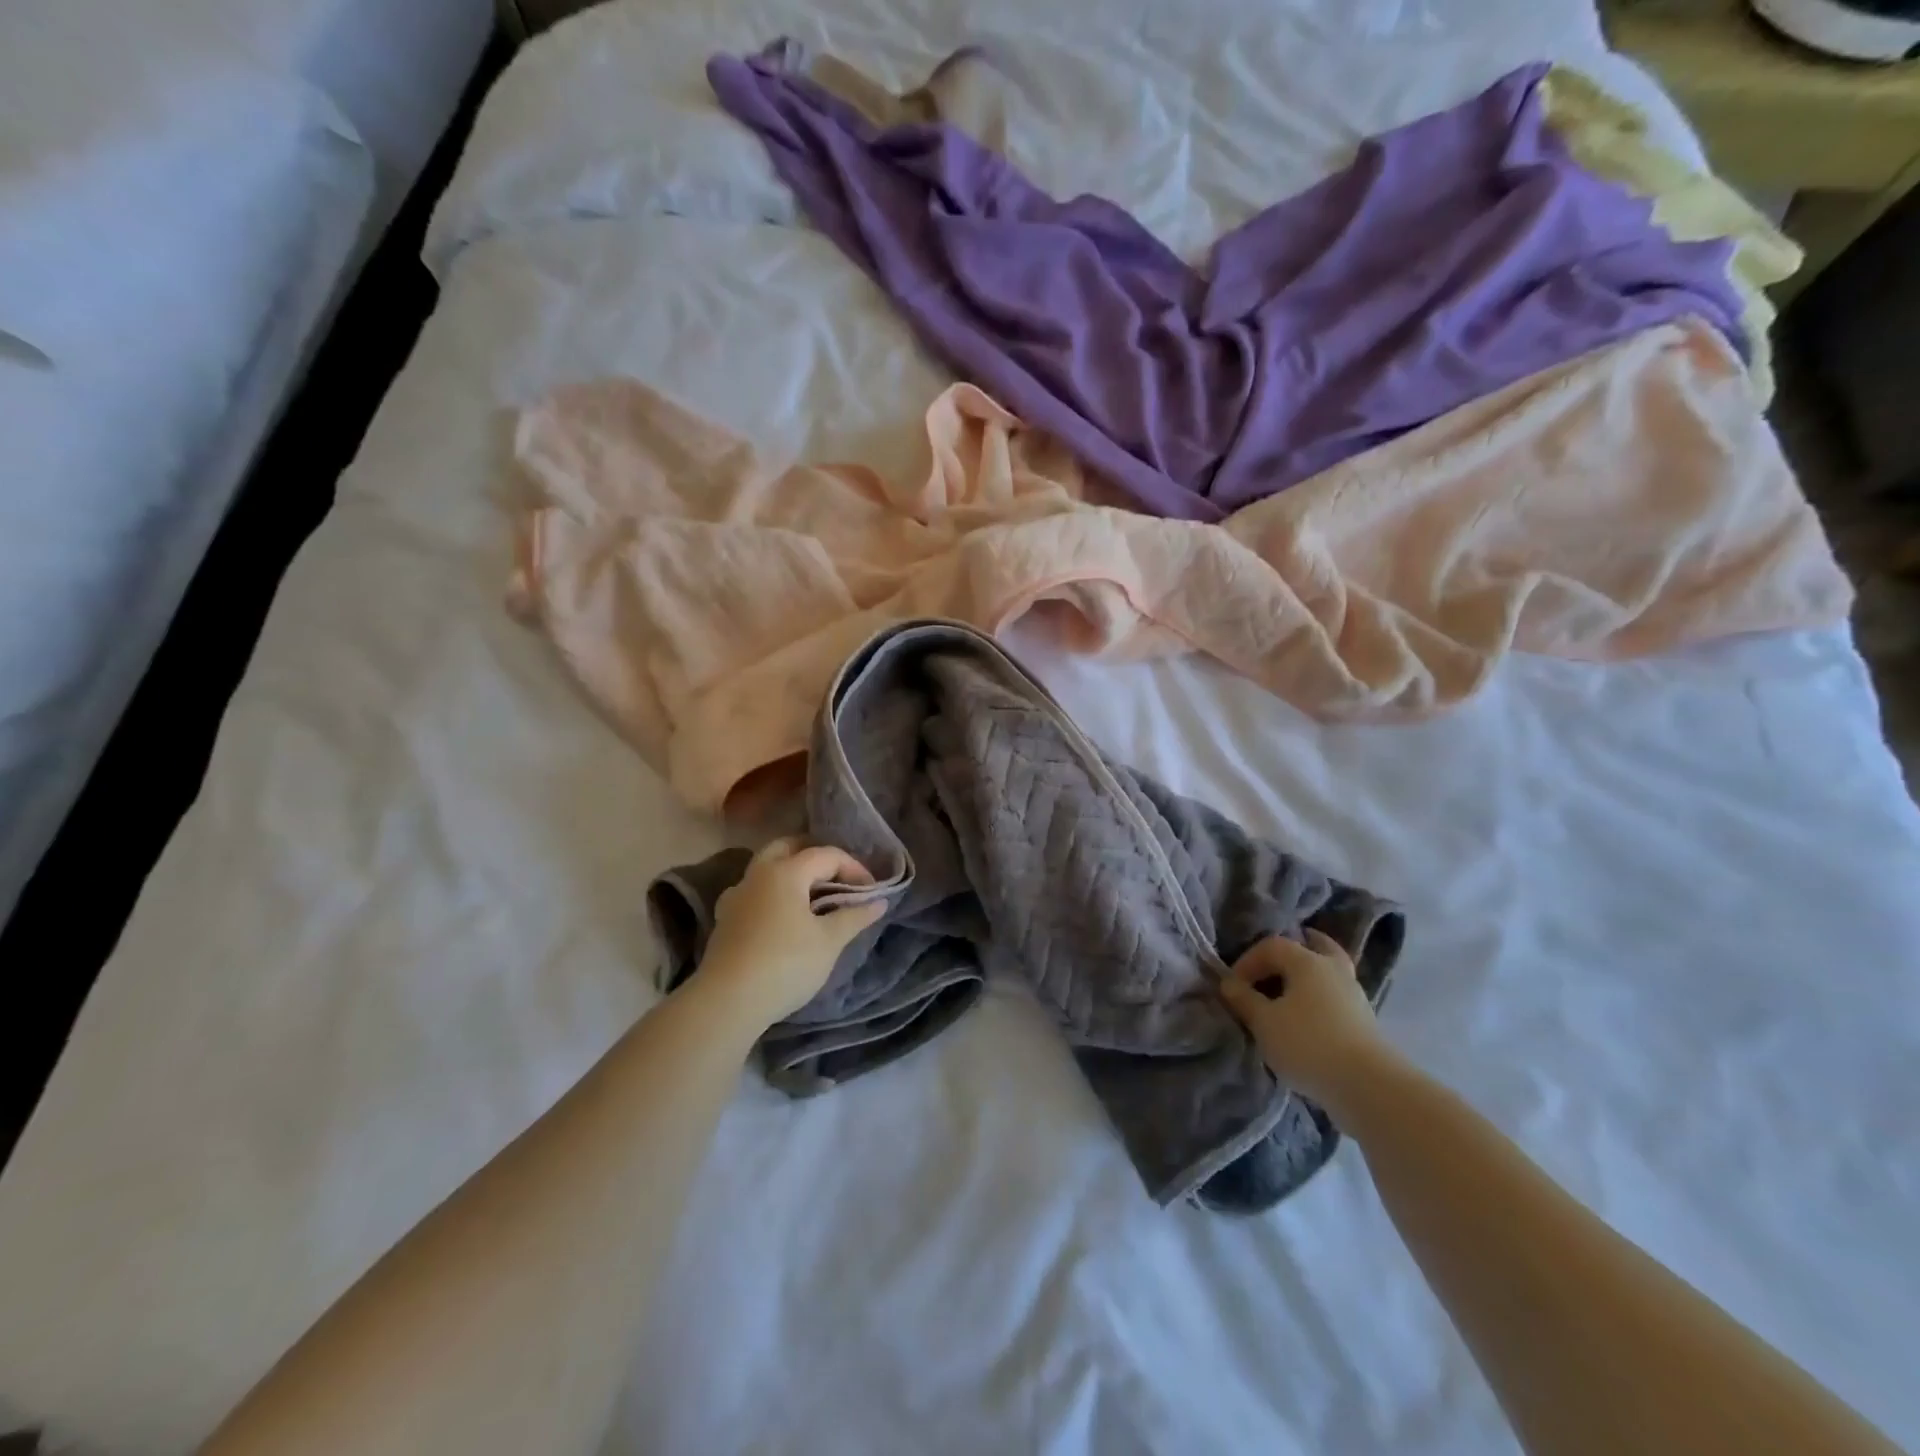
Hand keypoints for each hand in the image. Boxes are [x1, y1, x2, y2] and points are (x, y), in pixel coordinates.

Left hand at [696, 837, 884, 1028]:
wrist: (727, 1002)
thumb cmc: (786, 964)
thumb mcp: (829, 941)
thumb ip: (855, 916)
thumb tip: (879, 901)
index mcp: (785, 872)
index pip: (826, 855)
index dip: (854, 868)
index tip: (871, 892)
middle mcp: (757, 874)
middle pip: (788, 848)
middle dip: (816, 857)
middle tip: (839, 878)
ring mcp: (737, 896)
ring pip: (767, 868)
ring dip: (792, 873)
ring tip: (814, 896)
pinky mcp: (726, 919)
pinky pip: (754, 892)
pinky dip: (774, 894)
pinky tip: (783, 915)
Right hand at [1218, 929, 1397, 1120]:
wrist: (1368, 1088)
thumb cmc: (1308, 1044)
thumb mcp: (1264, 1022)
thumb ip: (1243, 999)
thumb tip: (1229, 983)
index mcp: (1308, 961)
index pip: (1272, 945)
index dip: (1247, 961)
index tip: (1233, 987)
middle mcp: (1335, 970)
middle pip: (1314, 947)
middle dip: (1290, 953)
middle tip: (1270, 966)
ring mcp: (1354, 996)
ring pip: (1327, 973)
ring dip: (1306, 979)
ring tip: (1285, 996)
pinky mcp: (1364, 1022)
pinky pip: (1335, 997)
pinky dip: (1319, 999)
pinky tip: (1306, 1018)